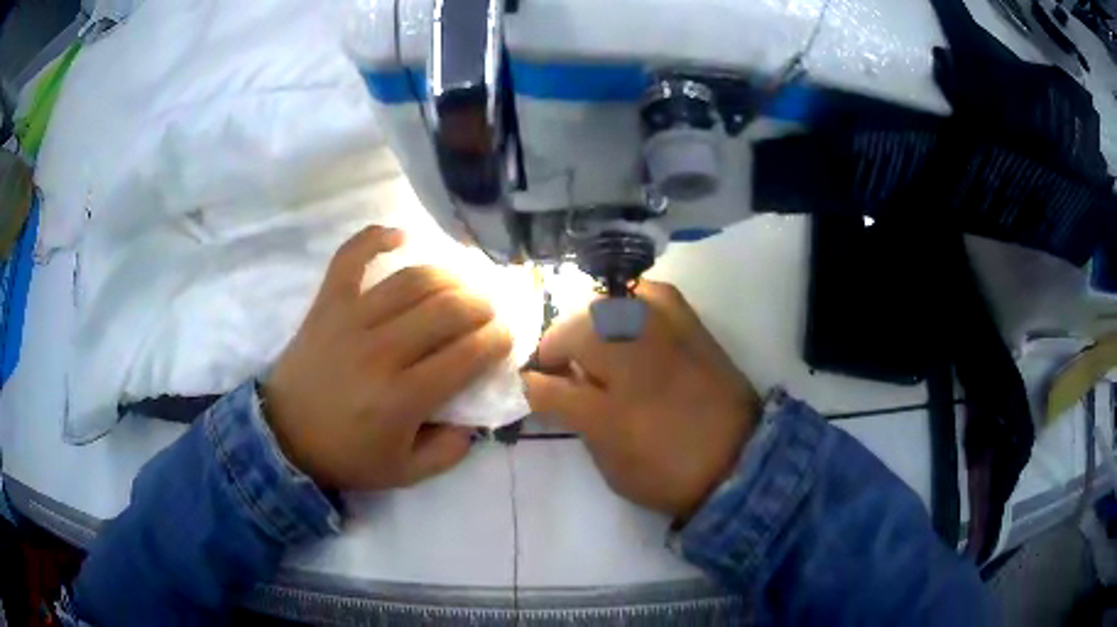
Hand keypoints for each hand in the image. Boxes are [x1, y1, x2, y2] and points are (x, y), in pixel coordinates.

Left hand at [263, 226, 511, 490]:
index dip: (497, 340)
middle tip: (488, 312)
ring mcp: (350, 319)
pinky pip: (350, 257)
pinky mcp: (327, 303)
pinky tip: (400, 236)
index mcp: (403, 397)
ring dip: (447, 276)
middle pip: (446, 309)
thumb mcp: (405, 473)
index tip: (505, 338)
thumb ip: (449, 451)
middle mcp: (381, 351)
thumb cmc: (346, 455)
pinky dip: (375, 238)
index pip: (467, 354)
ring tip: (460, 285)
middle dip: (481, 306)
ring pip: (411, 280)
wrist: (283, 436)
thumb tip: (477, 418)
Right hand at [524, 282, 759, 521]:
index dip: (533, 384)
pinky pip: (654, 294)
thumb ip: (577, 420)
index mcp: (607, 413)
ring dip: (587, 321)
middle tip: (558, 363)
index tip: (530, 385)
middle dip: (556, 345)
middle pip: (575, 333)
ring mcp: (664, 339)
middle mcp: (632, 366)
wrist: (738, 462)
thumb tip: (553, 390)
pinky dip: (633, 299)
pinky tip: (628, 312)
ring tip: (589, 339)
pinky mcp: (692, 327)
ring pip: (608, 306)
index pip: (549, 386)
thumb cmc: (667, 473)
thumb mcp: (611, 462)